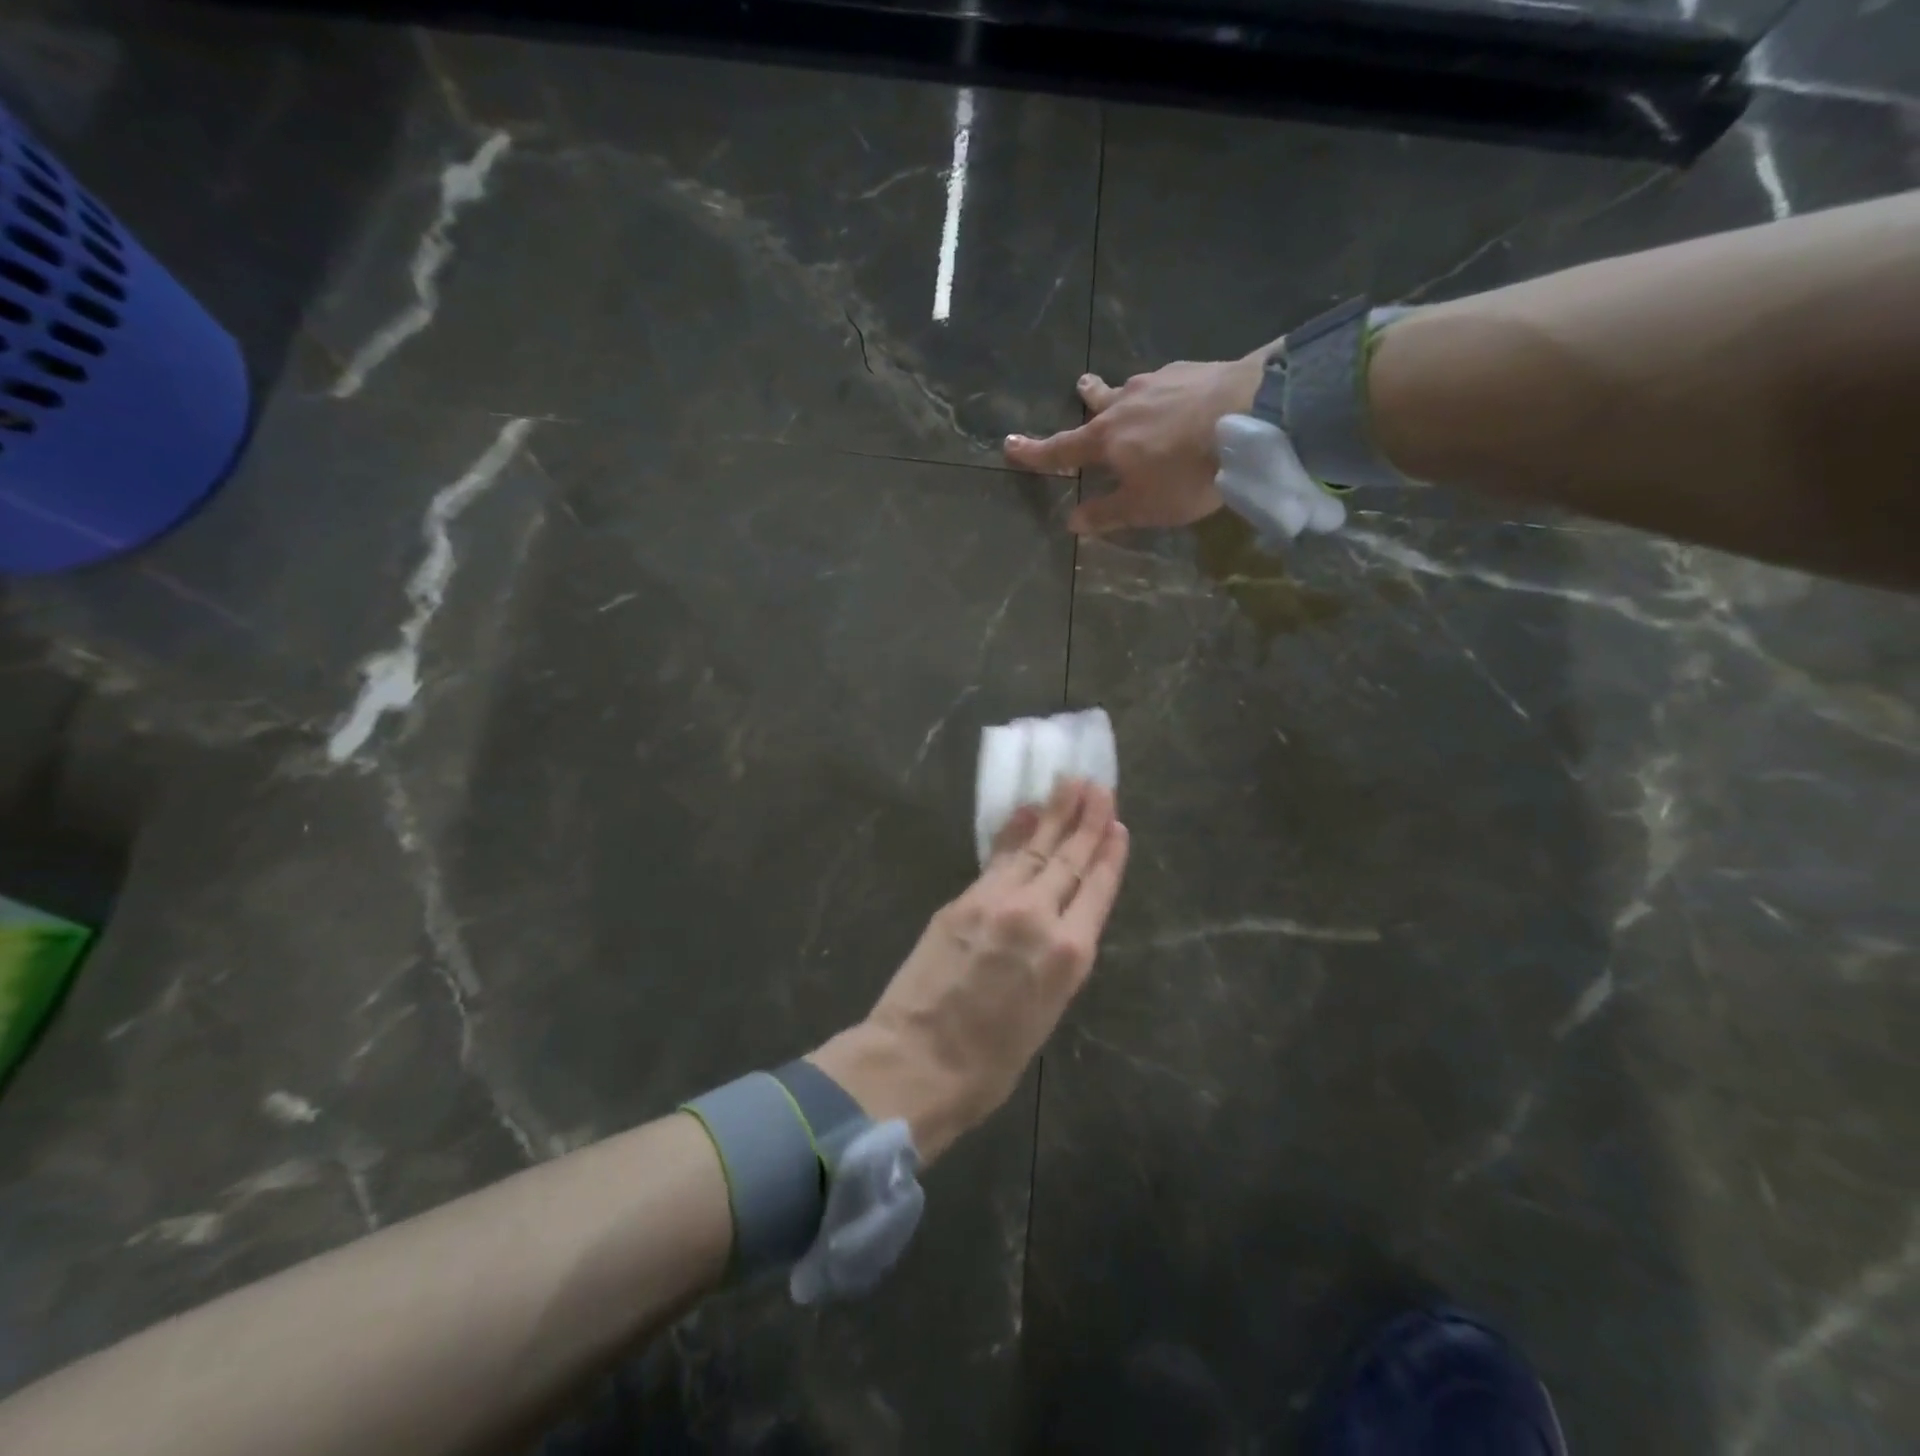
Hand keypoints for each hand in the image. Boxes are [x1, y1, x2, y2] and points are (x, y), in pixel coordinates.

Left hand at [810, 780, 1129, 1161]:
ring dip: (1052, 814)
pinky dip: (1013, 834)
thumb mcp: (1042, 1017)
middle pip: (1069, 860)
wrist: (917, 1061)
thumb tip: (1053, 931)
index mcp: (1069, 955)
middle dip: (1086, 821)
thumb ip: (1052, 964)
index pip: (1098, 890)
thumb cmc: (987, 1064)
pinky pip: (998, 859)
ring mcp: (997, 902)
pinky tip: (1024, 815)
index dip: (1109, 856)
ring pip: (1034, 849)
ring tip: (1069, 784)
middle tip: (1098, 786)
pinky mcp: (963, 899)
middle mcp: (1039, 917)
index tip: (1118, 827)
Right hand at [1004, 353, 1265, 533]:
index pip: (1061, 448)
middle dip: (1086, 397)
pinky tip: (1181, 395)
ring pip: (1133, 388)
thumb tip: (1071, 521)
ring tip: (1132, 393)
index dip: (1034, 452)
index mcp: (1106, 439)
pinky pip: (1168, 381)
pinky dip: (1164, 390)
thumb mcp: (1145, 506)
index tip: (1009, 444)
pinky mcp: (1194, 369)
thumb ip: (1107, 513)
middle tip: (1080, 388)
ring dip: (1126, 392)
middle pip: (1098, 401)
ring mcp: (1160, 381)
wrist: (1252, 415)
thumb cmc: (1187, 470)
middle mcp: (1126, 404)